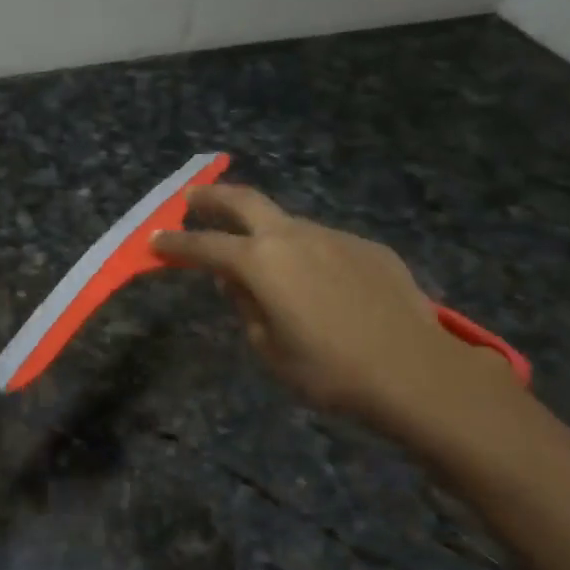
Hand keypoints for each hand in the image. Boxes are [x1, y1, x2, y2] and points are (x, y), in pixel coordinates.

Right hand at [153, 184, 511, 434]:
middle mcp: (294, 237)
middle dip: (212, 197)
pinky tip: (318, 283)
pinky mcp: (369, 248)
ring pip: (287, 223)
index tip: (154, 240)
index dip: (174, 243)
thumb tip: (235, 283)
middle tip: (192, 198)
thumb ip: (245, 307)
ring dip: (264, 231)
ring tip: (260, 257)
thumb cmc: (328, 370)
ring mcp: (335, 237)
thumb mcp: (267, 348)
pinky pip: (324, 243)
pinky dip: (306, 253)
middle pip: (244, 201)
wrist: (415, 372)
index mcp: (260, 263)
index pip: (203, 246)